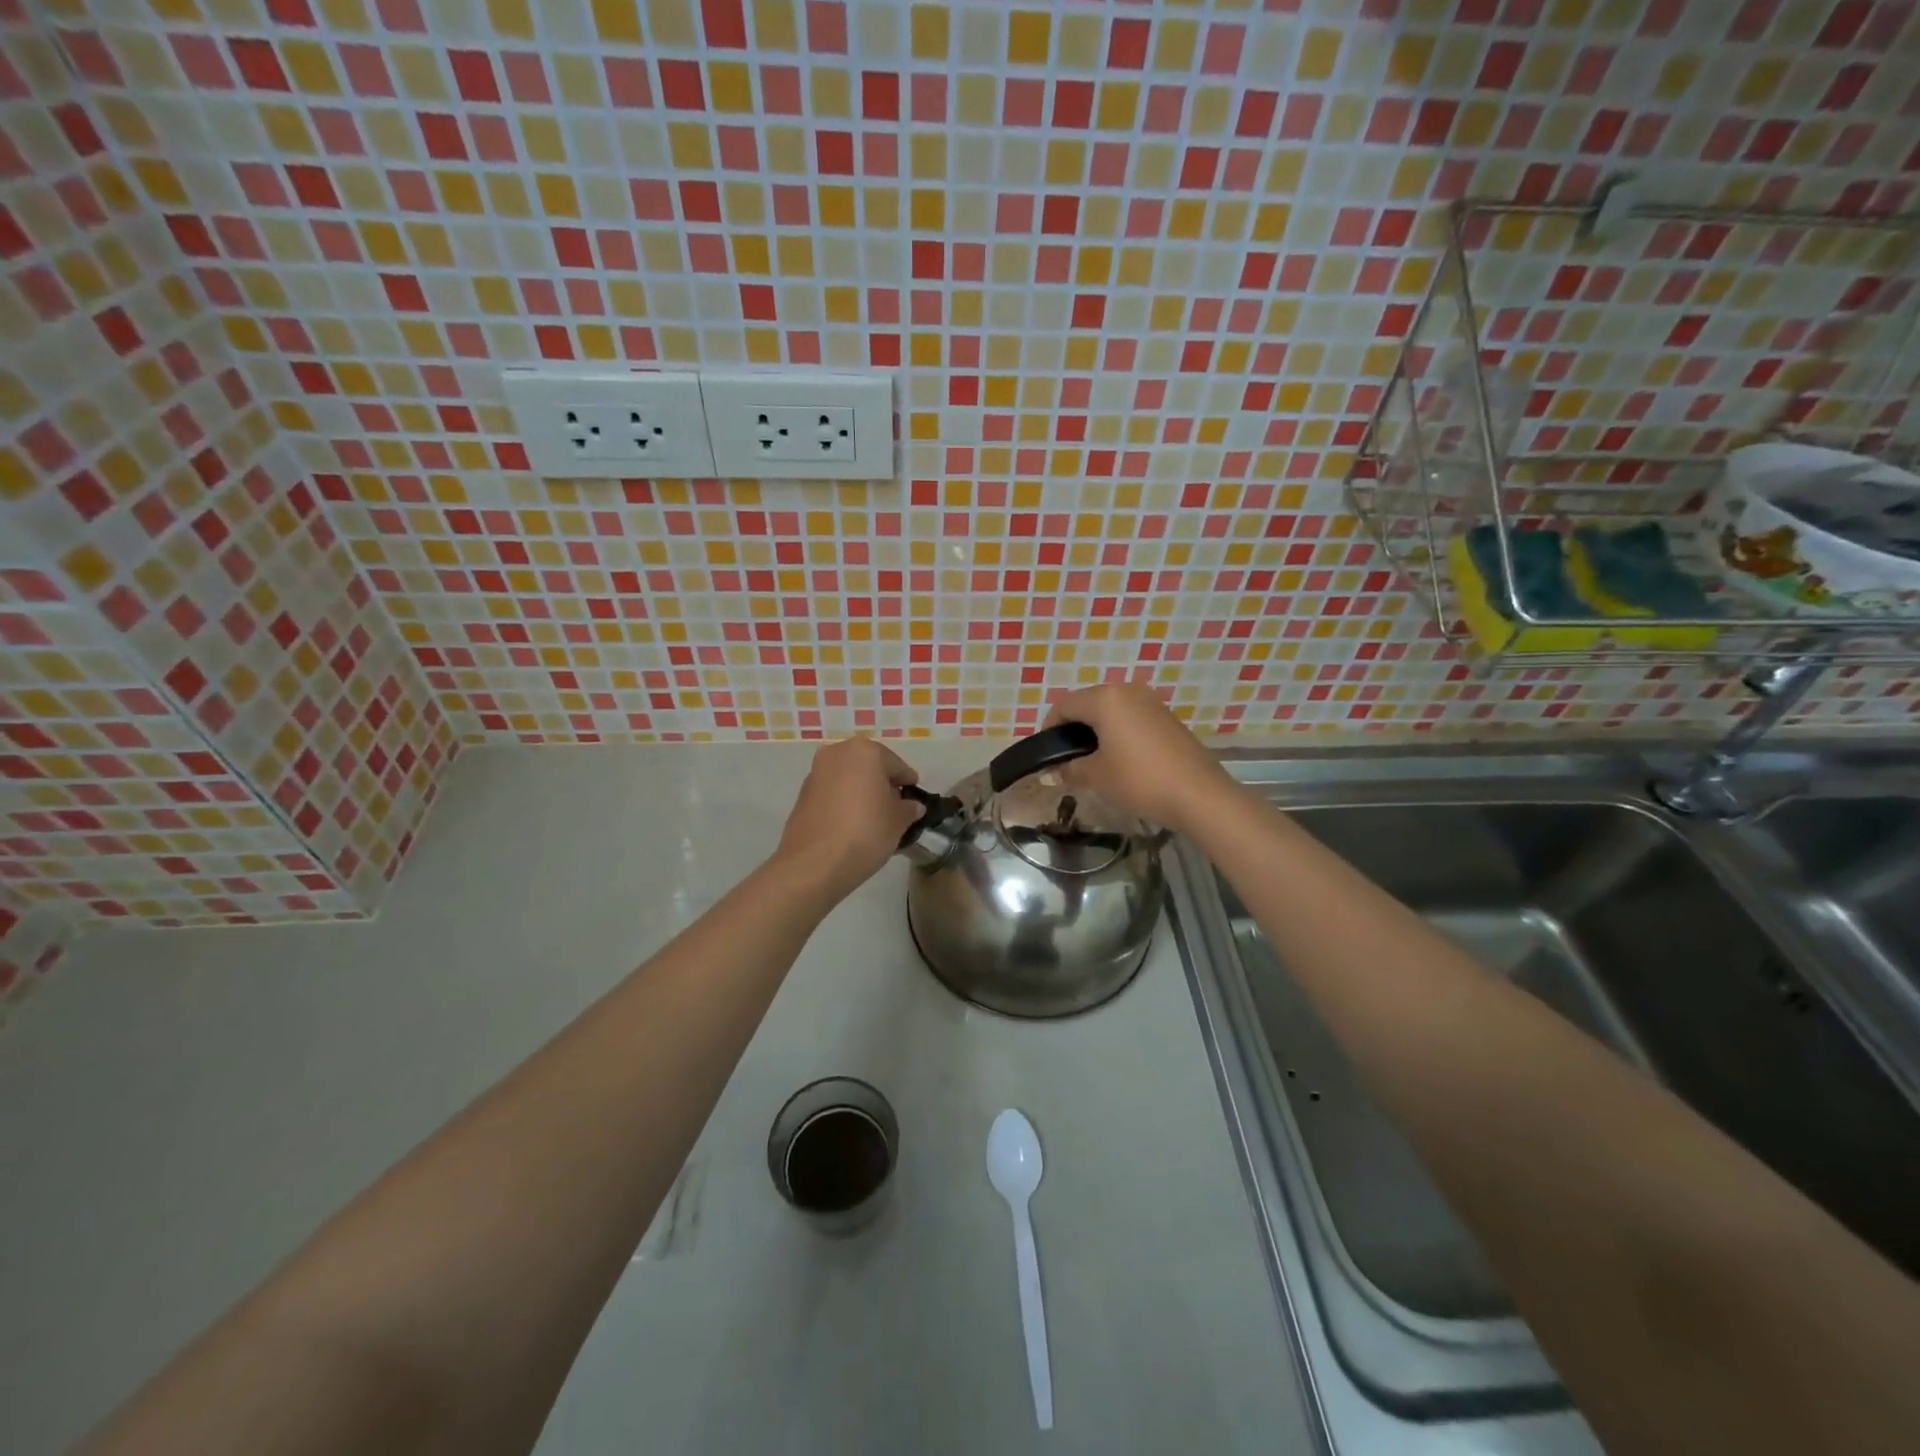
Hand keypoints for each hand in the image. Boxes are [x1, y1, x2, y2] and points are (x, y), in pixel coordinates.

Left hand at [773, 736, 923, 901]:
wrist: (813, 864)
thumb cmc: (865, 832)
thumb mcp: (898, 822)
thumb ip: (908, 809)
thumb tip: (912, 806)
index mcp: (864, 751)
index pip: (896, 765)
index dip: (908, 783)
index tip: (915, 800)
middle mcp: (837, 753)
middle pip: (869, 767)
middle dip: (883, 785)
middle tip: (895, 809)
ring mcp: (816, 772)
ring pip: (849, 778)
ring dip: (862, 793)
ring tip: (874, 819)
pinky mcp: (802, 794)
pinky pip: (833, 793)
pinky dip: (844, 802)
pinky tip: (852, 825)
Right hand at [1044, 683, 1236, 835]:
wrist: (1198, 794)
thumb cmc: (1139, 780)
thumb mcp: (1097, 776)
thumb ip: (1071, 768)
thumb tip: (1057, 770)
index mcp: (1105, 699)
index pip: (1064, 706)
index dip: (1049, 728)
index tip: (1046, 754)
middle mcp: (1127, 691)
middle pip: (1088, 704)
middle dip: (1074, 729)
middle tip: (1068, 760)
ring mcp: (1151, 702)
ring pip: (1111, 710)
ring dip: (1097, 731)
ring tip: (1094, 761)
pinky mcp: (1167, 717)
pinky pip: (1132, 718)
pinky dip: (1119, 732)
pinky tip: (1121, 759)